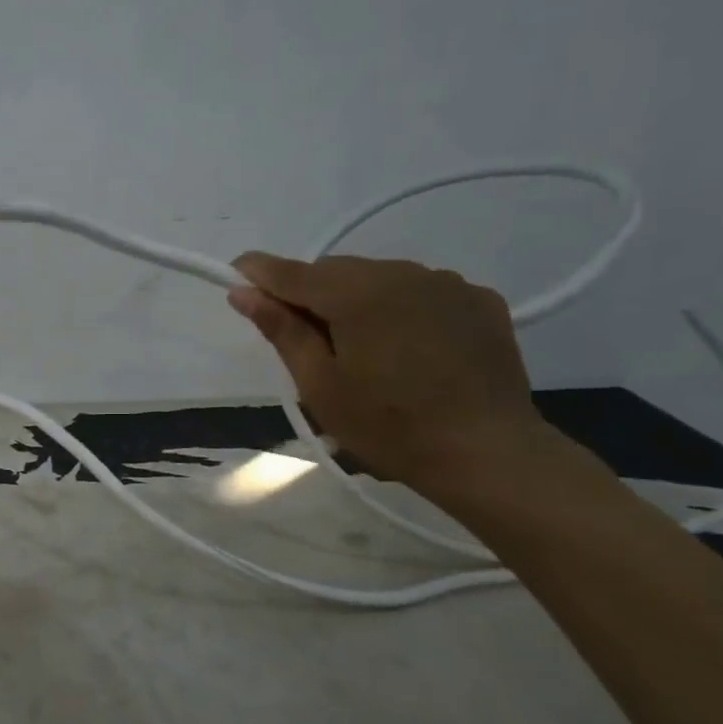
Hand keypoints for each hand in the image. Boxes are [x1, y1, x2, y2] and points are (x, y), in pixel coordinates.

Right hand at [227, 254, 556, 497]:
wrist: (487, 453)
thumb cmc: (389, 426)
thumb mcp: (320, 385)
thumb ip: (282, 331)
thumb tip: (243, 292)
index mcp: (357, 294)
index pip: (292, 272)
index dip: (259, 272)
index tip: (235, 273)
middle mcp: (402, 273)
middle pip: (336, 270)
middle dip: (311, 293)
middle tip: (305, 338)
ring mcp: (447, 283)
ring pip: (378, 277)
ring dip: (357, 298)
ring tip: (362, 346)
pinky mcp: (479, 300)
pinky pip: (421, 290)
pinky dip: (401, 307)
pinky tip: (408, 346)